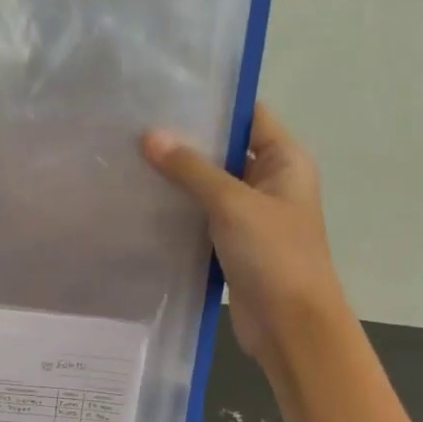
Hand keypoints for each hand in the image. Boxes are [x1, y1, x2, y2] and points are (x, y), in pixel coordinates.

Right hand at [142, 103, 345, 367]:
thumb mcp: (232, 204)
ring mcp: (251, 215)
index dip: (213, 104)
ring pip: (210, 187)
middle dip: (187, 143)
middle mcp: (270, 182)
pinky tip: (143, 202)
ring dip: (178, 179)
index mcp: (285, 161)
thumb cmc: (274, 255)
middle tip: (136, 128)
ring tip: (131, 160)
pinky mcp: (233, 244)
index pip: (249, 116)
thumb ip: (192, 169)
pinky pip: (202, 218)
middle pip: (226, 151)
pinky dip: (179, 211)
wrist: (290, 326)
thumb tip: (150, 136)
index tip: (166, 96)